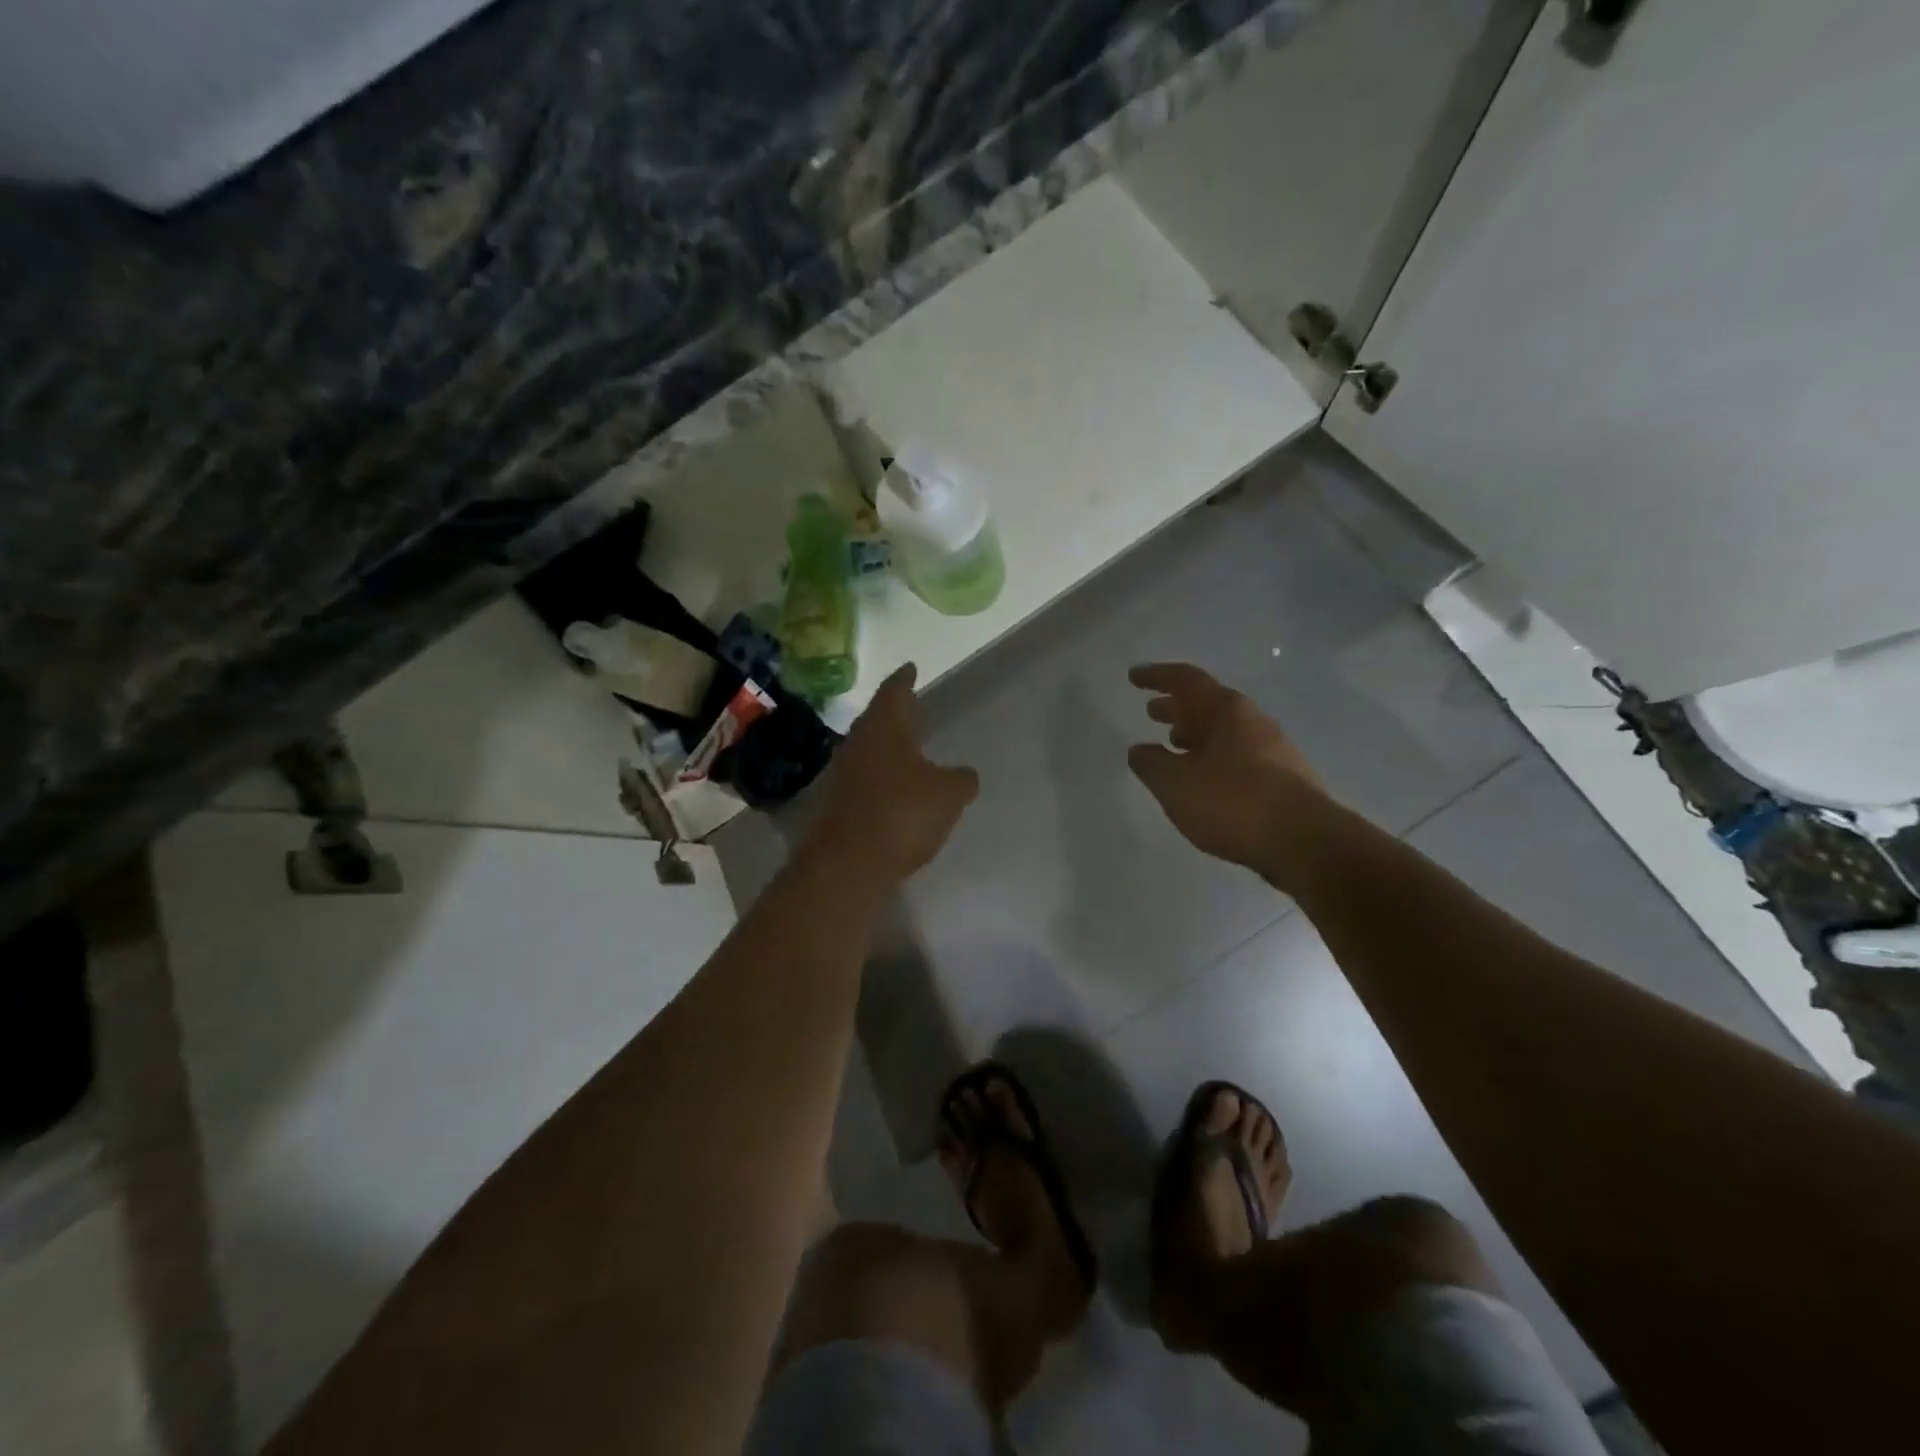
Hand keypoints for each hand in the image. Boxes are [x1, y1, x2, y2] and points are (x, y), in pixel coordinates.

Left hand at [805, 664, 978, 884]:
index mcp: (883, 727)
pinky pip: (867, 781)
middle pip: (878, 720)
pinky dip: (883, 778)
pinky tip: (899, 790)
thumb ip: (961, 779)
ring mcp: (844, 776)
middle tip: (913, 707)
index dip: (904, 679)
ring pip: (870, 751)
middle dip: (896, 714)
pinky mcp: (840, 806)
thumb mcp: (948, 794)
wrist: (848, 864)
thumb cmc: (902, 813)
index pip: (894, 691)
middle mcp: (858, 744)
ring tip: (911, 749)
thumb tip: (964, 775)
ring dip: (889, 748)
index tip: (910, 668)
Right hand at [1126, 662, 1336, 891]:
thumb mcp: (1176, 785)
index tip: (1134, 678)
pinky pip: (1238, 754)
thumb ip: (1151, 764)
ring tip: (1173, 747)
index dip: (1157, 677)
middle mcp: (1252, 720)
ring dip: (1196, 734)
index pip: (1185, 680)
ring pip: (1225, 731)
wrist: (1306, 842)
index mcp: (1226, 710)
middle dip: (1177, 707)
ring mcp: (1273, 748)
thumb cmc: (1233, 803)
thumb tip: (1140, 750)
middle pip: (1208, 703)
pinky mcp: (1284, 777)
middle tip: (1152, 712)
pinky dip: (1213, 757)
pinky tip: (1205, 780)